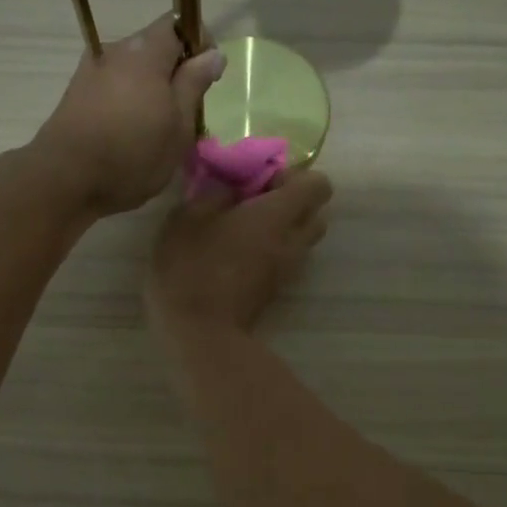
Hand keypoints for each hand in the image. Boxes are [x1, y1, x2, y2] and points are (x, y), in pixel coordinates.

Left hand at [31, 14, 224, 215]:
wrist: (64, 180)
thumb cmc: (132, 153)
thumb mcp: (178, 125)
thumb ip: (194, 84)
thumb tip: (214, 53)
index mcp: (145, 52)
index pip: (177, 23)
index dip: (199, 44)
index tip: (207, 79)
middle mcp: (115, 51)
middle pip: (154, 47)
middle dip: (175, 71)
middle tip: (187, 112)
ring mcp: (91, 71)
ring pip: (134, 70)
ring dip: (151, 89)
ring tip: (158, 129)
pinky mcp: (77, 94)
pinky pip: (114, 86)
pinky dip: (129, 101)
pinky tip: (130, 134)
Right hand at [146, 170, 333, 340]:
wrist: (200, 330)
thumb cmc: (192, 267)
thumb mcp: (188, 217)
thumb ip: (214, 194)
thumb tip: (231, 189)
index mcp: (278, 215)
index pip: (319, 185)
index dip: (294, 176)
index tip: (261, 181)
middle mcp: (293, 240)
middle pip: (318, 212)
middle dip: (294, 202)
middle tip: (256, 202)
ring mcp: (288, 269)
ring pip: (303, 238)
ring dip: (284, 227)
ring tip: (244, 228)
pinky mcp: (276, 289)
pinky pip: (287, 258)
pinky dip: (273, 249)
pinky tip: (237, 252)